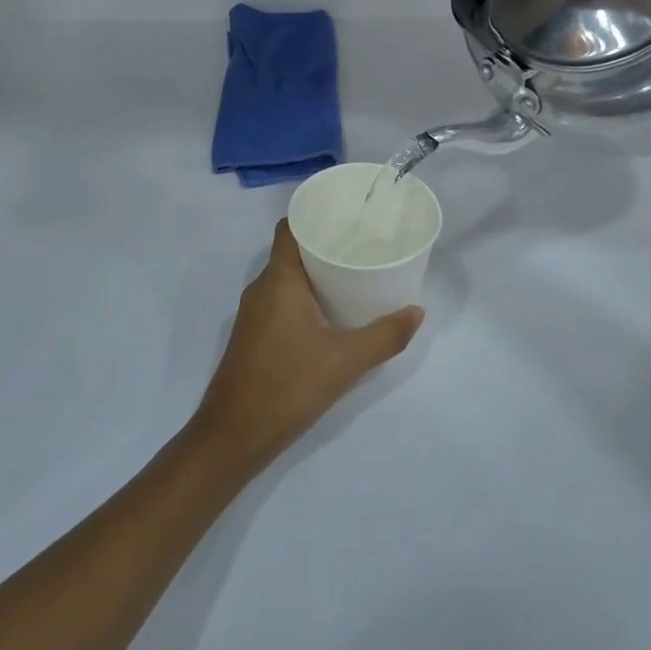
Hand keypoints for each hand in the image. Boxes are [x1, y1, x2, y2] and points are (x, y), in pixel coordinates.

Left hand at [190, 221, 423, 473]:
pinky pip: (282, 298)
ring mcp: (254, 312)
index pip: (290, 227)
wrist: (233, 435)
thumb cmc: (287, 386)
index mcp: (278, 280)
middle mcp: (262, 288)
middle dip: (324, 242)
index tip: (347, 214)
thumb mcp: (345, 361)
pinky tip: (331, 310)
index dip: (314, 214)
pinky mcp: (254, 334)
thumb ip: (385, 336)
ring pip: (287, 277)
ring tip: (353, 272)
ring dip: (316, 271)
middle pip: (292, 250)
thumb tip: (416, 312)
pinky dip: (305, 294)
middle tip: (363, 242)